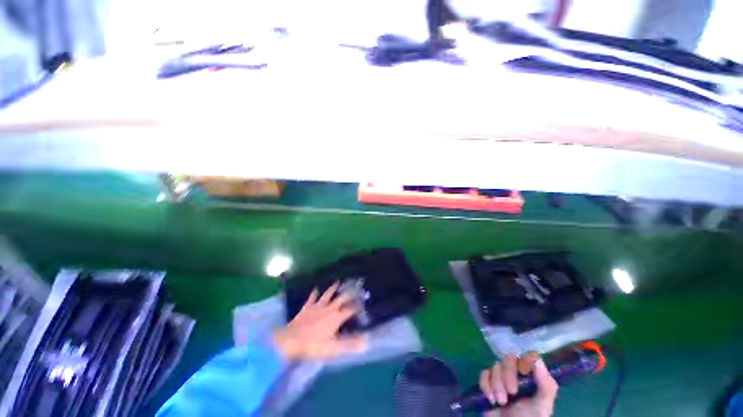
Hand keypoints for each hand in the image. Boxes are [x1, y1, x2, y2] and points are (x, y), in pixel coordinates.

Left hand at [273, 282, 366, 358]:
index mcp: (337, 317)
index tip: (364, 305)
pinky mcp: (307, 307)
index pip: (351, 310)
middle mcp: (329, 308)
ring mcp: (318, 306)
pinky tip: (316, 288)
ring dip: (333, 288)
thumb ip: (349, 344)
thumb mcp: (333, 348)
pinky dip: (315, 293)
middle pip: (341, 298)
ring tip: (338, 281)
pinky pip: (312, 297)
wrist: (291, 340)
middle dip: (349, 293)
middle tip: (355, 287)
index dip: (358, 307)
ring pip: (328, 294)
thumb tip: (365, 342)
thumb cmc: (313, 345)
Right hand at [480, 352, 557, 416]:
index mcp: (533, 377)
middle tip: (511, 393)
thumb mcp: (542, 406)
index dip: (525, 360)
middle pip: (509, 358)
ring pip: (495, 366)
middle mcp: (518, 374)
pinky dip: (486, 385)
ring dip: (497, 384)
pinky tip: (490, 398)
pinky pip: (484, 373)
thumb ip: (546, 386)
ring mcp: (501, 377)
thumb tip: (537, 360)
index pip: (530, 356)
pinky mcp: (488, 381)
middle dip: (508, 375)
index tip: (523, 373)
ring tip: (501, 401)